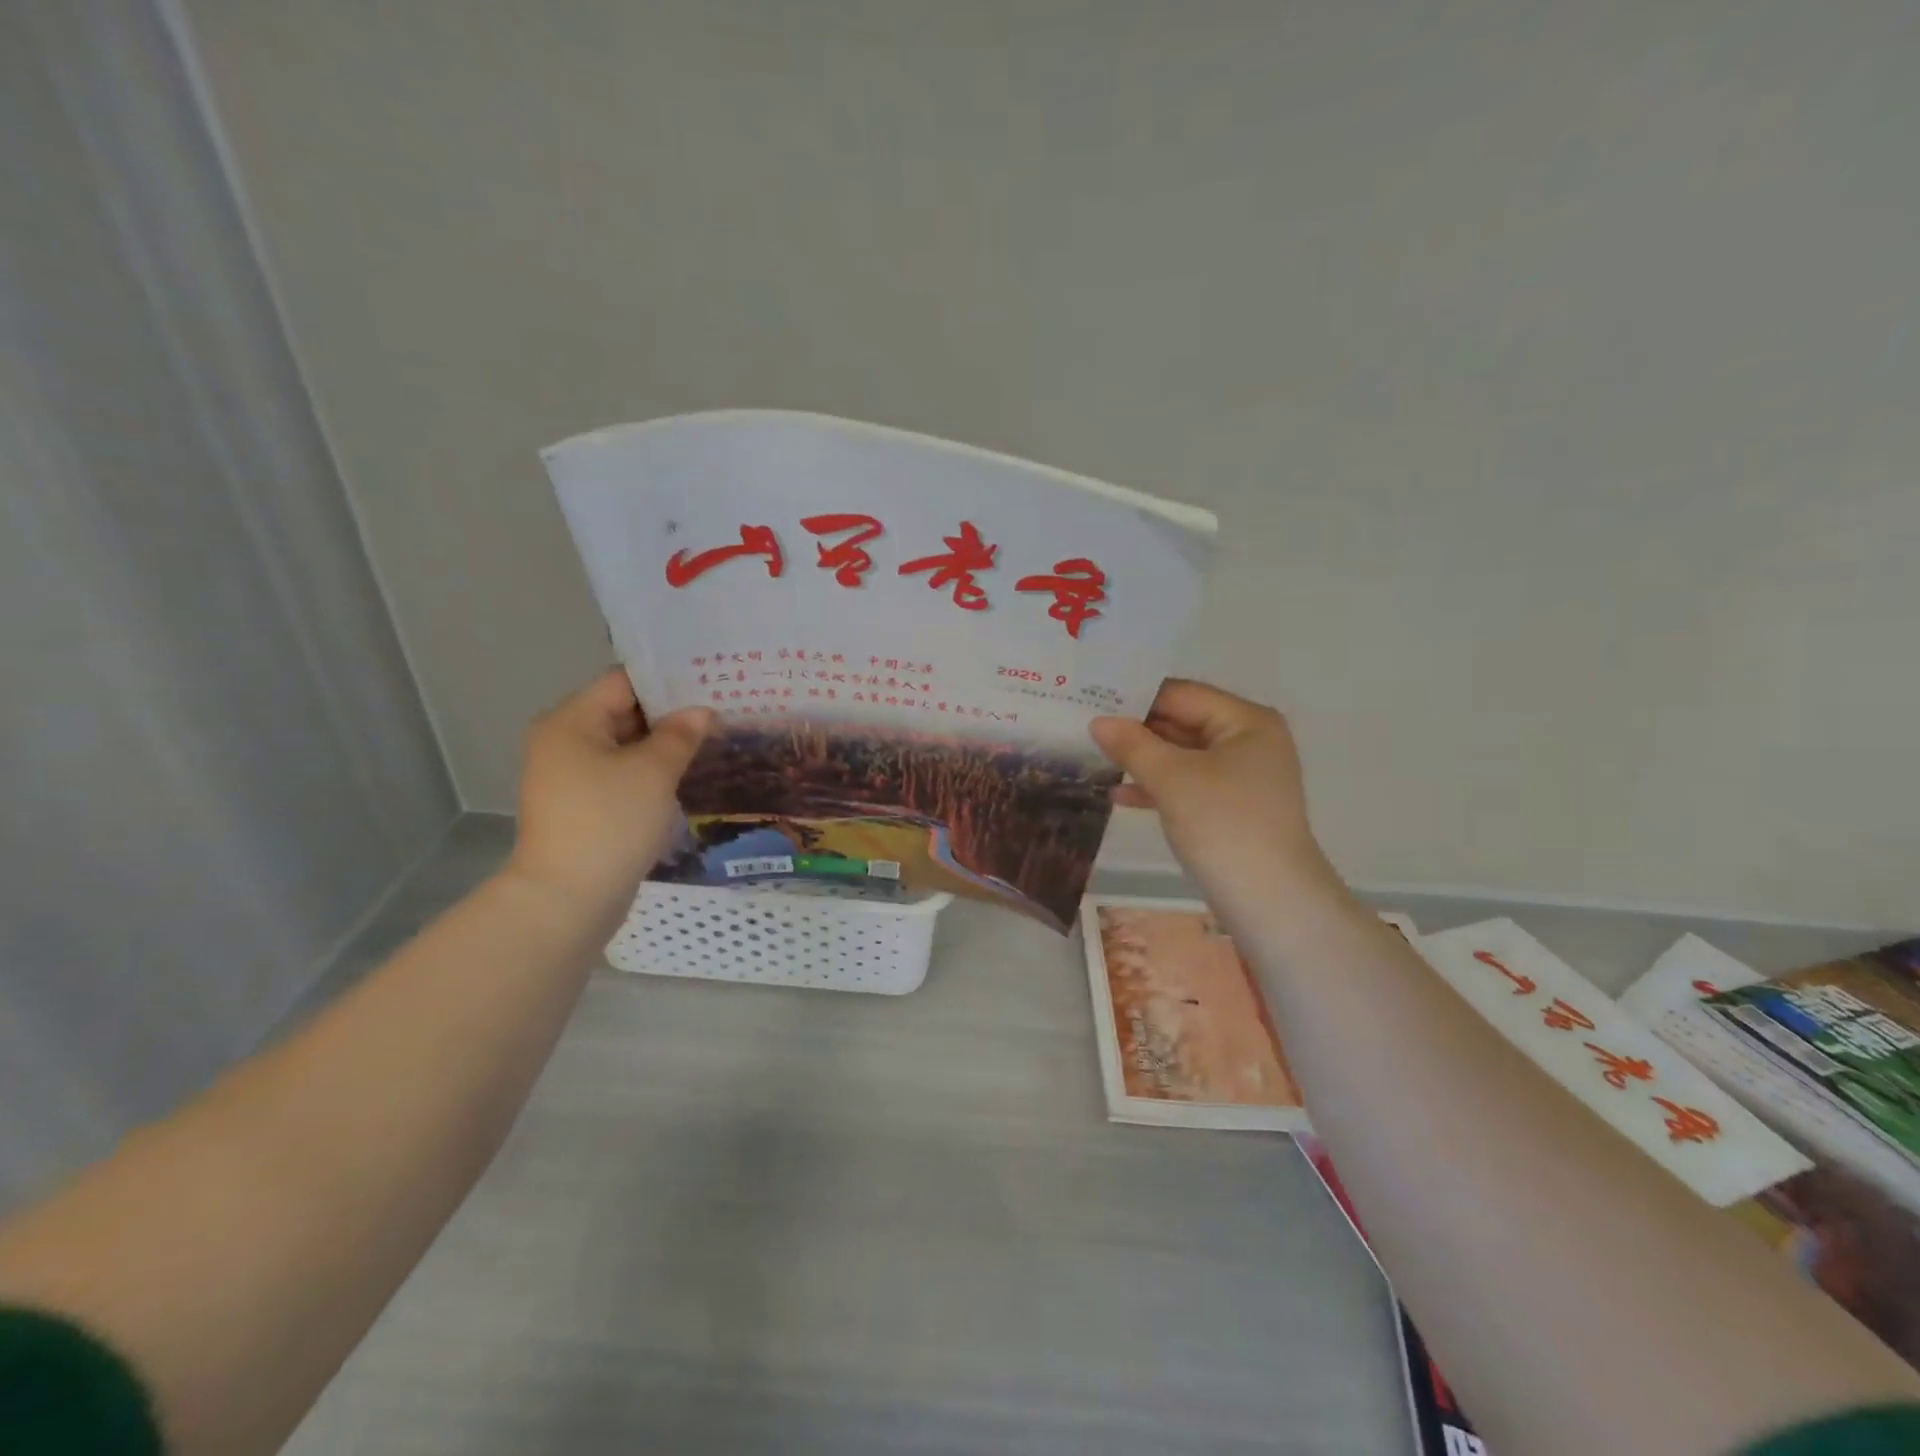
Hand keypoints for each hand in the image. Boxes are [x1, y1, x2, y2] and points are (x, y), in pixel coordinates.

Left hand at [506, 669, 713, 924]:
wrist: (568, 898)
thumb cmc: (611, 821)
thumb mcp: (654, 771)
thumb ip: (680, 734)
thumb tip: (701, 712)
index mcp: (571, 721)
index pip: (623, 681)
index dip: (667, 679)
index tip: (709, 681)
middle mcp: (562, 741)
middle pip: (622, 712)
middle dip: (669, 713)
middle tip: (718, 710)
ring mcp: (568, 776)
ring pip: (623, 746)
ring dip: (662, 744)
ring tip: (710, 739)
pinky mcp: (580, 805)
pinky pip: (619, 774)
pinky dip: (649, 771)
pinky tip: (685, 774)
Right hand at [1090, 679, 1340, 909]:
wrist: (1271, 903)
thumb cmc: (1224, 825)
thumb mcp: (1172, 779)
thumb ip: (1132, 745)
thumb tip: (1098, 721)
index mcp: (1246, 720)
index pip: (1181, 694)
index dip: (1136, 696)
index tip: (1091, 699)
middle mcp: (1249, 740)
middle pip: (1183, 722)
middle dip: (1136, 728)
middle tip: (1085, 727)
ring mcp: (1243, 776)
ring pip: (1182, 755)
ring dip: (1142, 759)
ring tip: (1094, 758)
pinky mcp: (1232, 808)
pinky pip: (1188, 784)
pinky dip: (1157, 786)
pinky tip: (1119, 795)